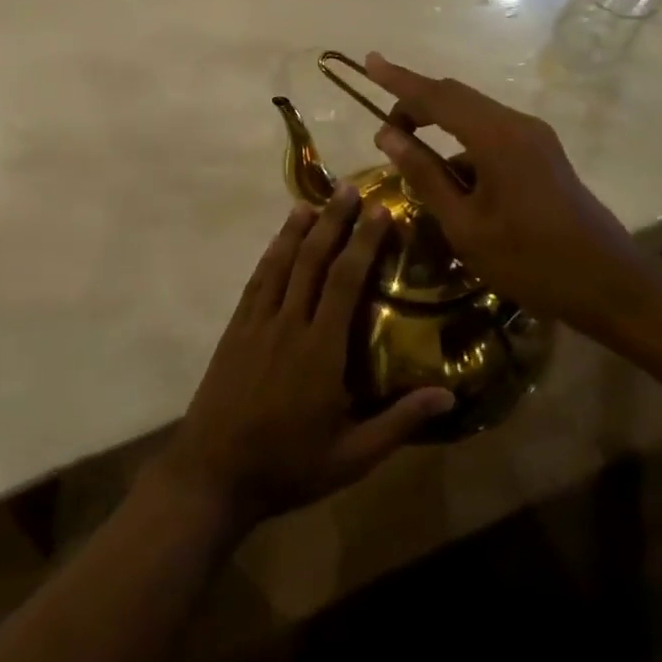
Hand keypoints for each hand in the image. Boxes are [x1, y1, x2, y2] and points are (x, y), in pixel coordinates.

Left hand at [153, 188, 455, 530]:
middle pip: (313, 260)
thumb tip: (448, 394)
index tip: (379, 211)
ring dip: (298, 228)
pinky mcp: (235, 328)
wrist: (213, 472)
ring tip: (315, 200)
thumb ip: (399, 422)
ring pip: (281, 262)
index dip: (363, 243)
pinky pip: (257, 280)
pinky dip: (271, 254)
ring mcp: (257, 322)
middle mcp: (288, 323)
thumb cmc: (288, 466)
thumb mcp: (352, 456)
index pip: (345, 281)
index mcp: (320, 350)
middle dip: (333, 221)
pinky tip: (278, 241)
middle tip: (349, 189)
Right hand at [361, 52, 649, 337]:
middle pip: (455, 97)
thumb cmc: (531, 260)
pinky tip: (453, 184)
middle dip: (415, 104)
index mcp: (495, 137)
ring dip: (439, 126)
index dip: (398, 80)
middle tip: (384, 128)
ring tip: (412, 160)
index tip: (369, 61)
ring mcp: (533, 137)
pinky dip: (463, 145)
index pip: (436, 96)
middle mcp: (516, 125)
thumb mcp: (465, 225)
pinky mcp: (541, 154)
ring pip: (473, 115)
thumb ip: (425, 175)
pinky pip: (491, 134)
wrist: (611, 283)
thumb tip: (388, 135)